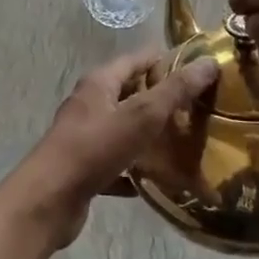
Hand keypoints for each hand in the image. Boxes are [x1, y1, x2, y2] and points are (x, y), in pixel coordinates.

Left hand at [3, 50, 219, 249]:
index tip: (202, 71)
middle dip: (164, 99)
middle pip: (132, 93)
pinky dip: (138, 168)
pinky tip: (161, 180)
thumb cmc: (95, 148)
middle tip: (201, 109)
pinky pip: (119, 162)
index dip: (169, 61)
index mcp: (100, 82)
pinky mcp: (86, 167)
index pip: (139, 59)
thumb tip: (209, 62)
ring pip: (126, 129)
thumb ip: (175, 90)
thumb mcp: (141, 115)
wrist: (50, 199)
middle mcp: (91, 103)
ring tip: (188, 143)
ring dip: (152, 135)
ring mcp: (86, 136)